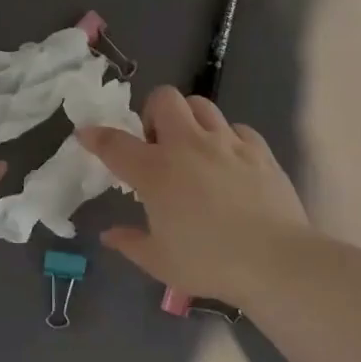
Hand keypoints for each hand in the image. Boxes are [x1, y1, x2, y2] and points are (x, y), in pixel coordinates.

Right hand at [78, 86, 307, 304]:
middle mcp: (188, 145)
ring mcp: (227, 143)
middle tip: (156, 144)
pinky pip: (236, 128)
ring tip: (192, 147)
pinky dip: (226, 138)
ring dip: (189, 119)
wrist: (274, 260)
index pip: (115, 143)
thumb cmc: (208, 262)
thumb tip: (110, 235)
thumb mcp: (159, 261)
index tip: (86, 135)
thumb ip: (130, 243)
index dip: (96, 136)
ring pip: (201, 105)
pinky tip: (228, 162)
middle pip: (164, 99)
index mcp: (155, 171)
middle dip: (152, 113)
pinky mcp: (259, 150)